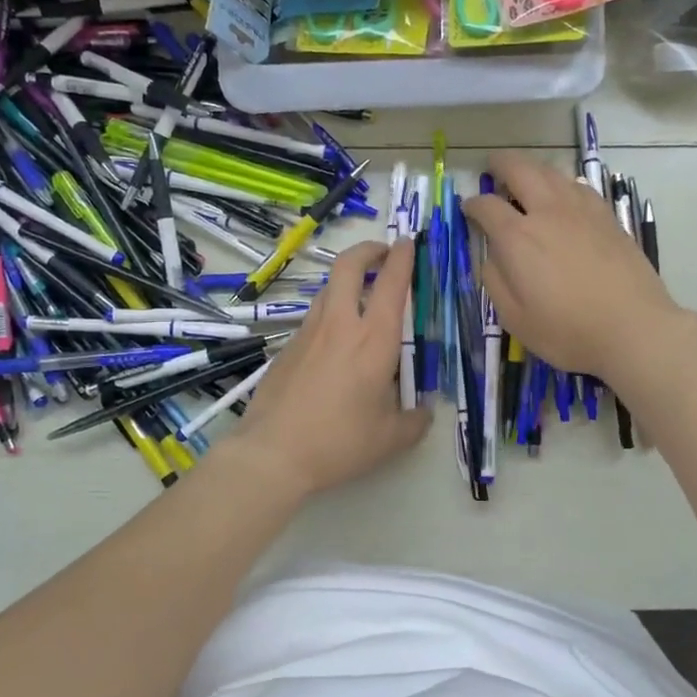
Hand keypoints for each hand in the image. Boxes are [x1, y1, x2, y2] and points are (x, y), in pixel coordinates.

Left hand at [236, 240, 430, 495]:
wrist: (273, 453)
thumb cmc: (340, 442)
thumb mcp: (390, 439)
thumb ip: (414, 421)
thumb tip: (424, 413)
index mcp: (374, 340)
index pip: (391, 282)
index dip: (402, 257)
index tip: (408, 243)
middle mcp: (340, 325)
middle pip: (348, 266)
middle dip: (368, 250)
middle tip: (382, 253)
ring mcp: (308, 333)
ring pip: (327, 289)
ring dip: (346, 281)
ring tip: (361, 297)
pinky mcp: (287, 348)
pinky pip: (313, 319)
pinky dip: (329, 314)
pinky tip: (335, 344)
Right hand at [461, 150, 680, 379]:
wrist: (634, 328)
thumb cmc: (568, 331)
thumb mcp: (515, 318)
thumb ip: (495, 281)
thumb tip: (491, 256)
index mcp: (518, 238)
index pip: (486, 206)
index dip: (472, 204)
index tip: (468, 208)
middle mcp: (547, 212)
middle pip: (520, 170)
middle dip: (501, 164)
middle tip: (492, 167)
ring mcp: (581, 210)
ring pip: (552, 172)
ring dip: (532, 169)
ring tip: (525, 178)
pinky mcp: (607, 217)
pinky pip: (578, 186)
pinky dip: (562, 183)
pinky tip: (563, 195)